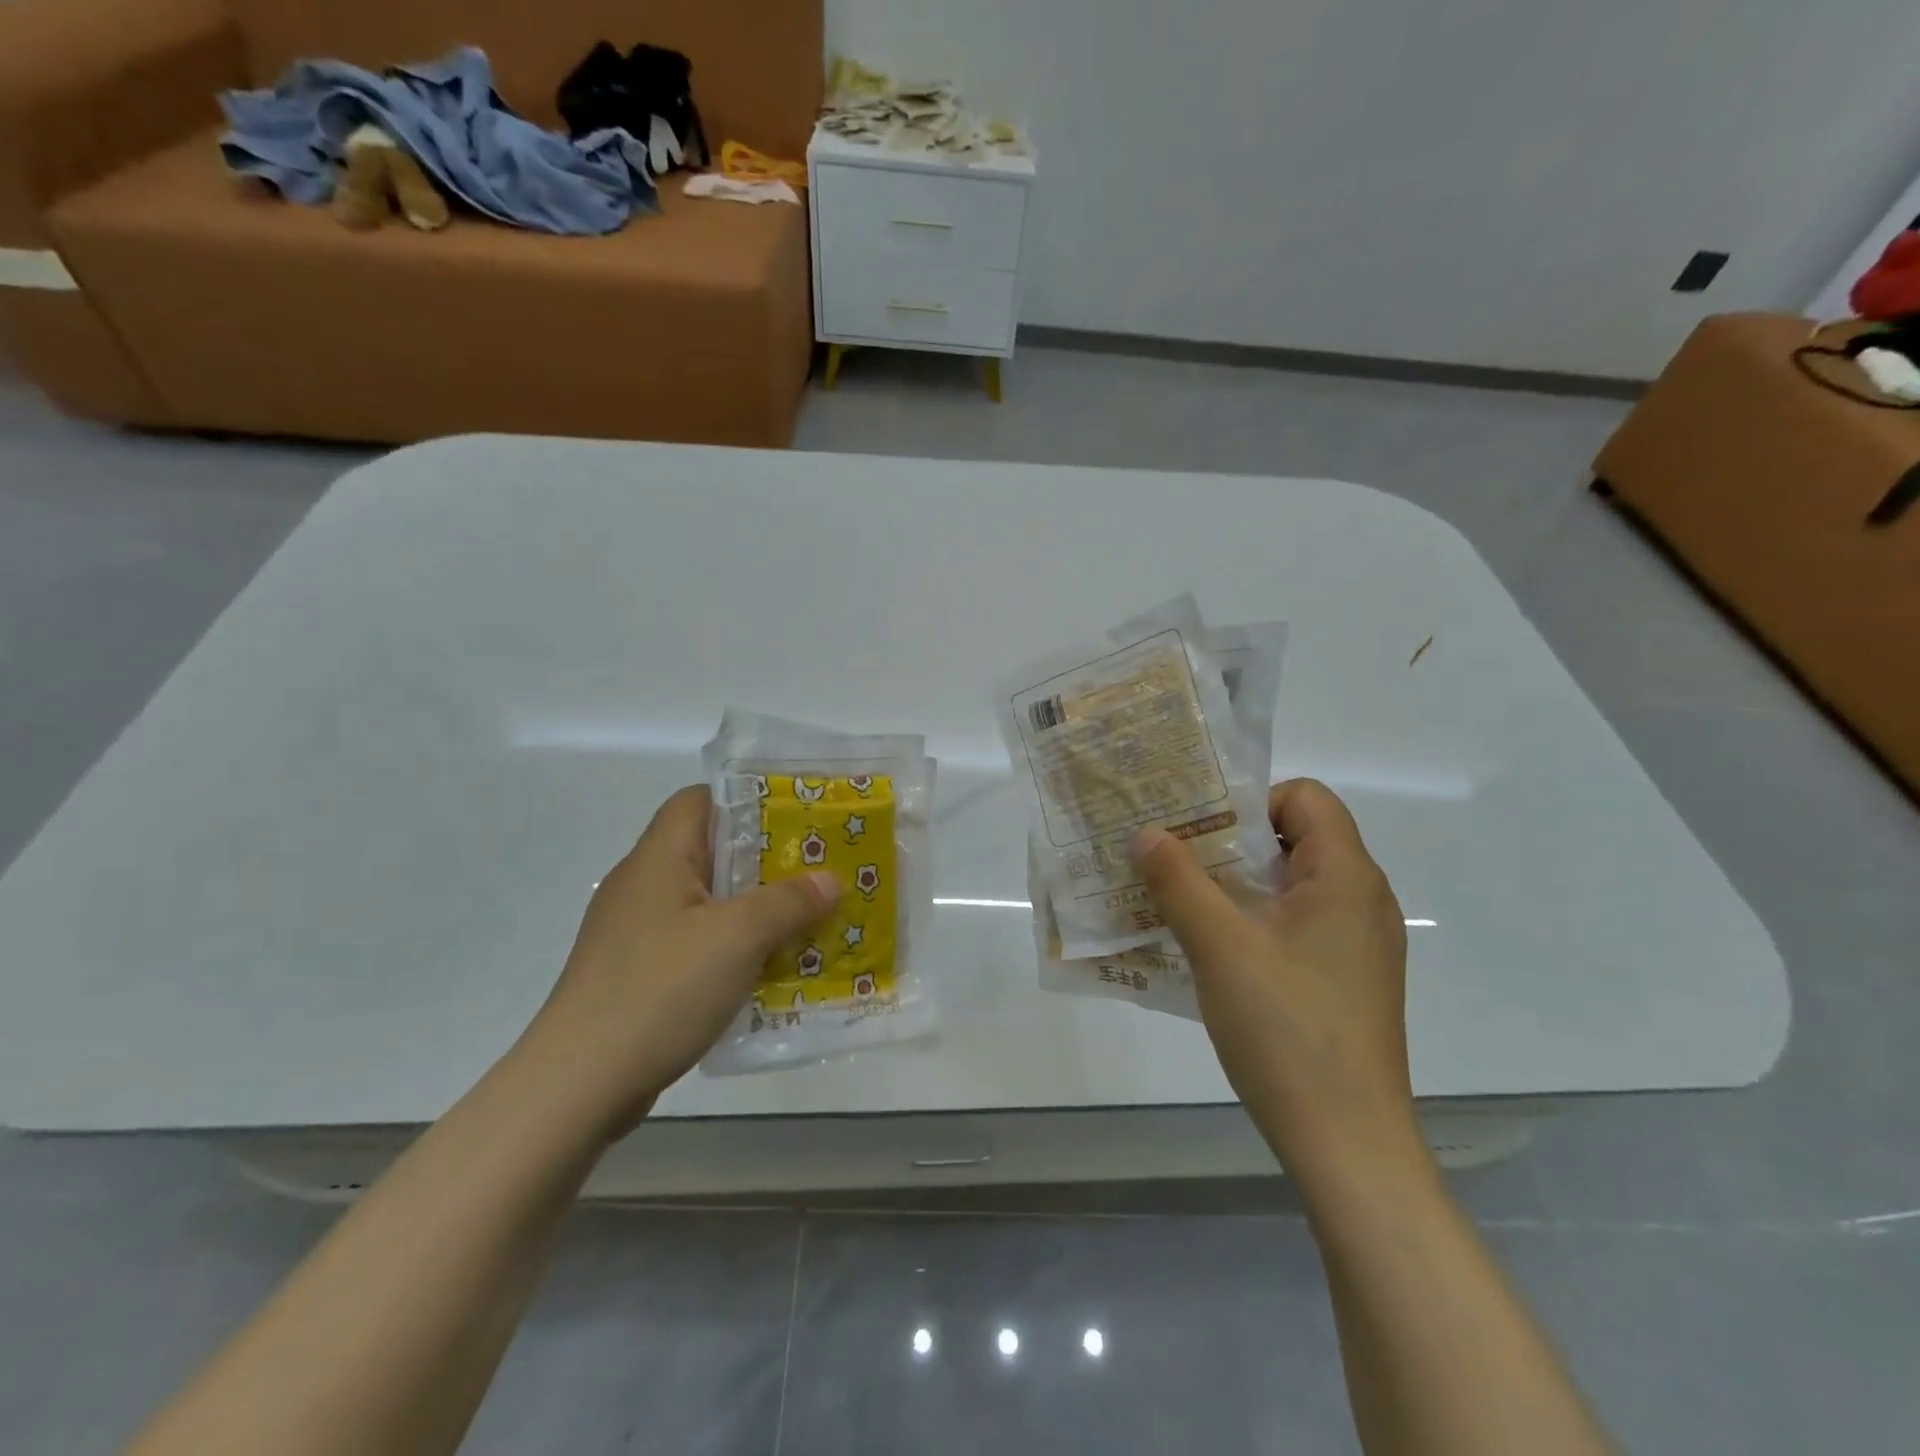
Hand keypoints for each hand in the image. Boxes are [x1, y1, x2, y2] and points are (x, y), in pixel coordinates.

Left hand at [512, 786, 839, 1140]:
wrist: (578, 1085)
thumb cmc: (661, 989)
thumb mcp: (739, 937)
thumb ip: (789, 902)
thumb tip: (830, 881)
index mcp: (658, 858)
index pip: (699, 799)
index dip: (746, 801)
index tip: (795, 819)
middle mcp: (643, 886)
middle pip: (710, 852)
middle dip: (766, 861)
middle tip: (817, 872)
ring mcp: (637, 933)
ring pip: (708, 903)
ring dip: (754, 910)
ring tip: (805, 920)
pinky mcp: (638, 974)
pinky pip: (697, 944)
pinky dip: (733, 949)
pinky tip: (767, 970)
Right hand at [1131, 779, 1420, 1185]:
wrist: (1346, 1142)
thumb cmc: (1285, 1029)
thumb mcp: (1218, 946)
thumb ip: (1178, 881)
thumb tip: (1147, 833)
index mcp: (1346, 876)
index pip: (1304, 797)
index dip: (1249, 802)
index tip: (1198, 831)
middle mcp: (1362, 900)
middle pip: (1296, 838)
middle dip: (1230, 841)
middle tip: (1173, 859)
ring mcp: (1358, 944)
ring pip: (1292, 885)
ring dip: (1236, 884)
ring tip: (1182, 901)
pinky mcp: (1346, 979)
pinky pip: (1297, 924)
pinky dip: (1254, 920)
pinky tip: (1212, 950)